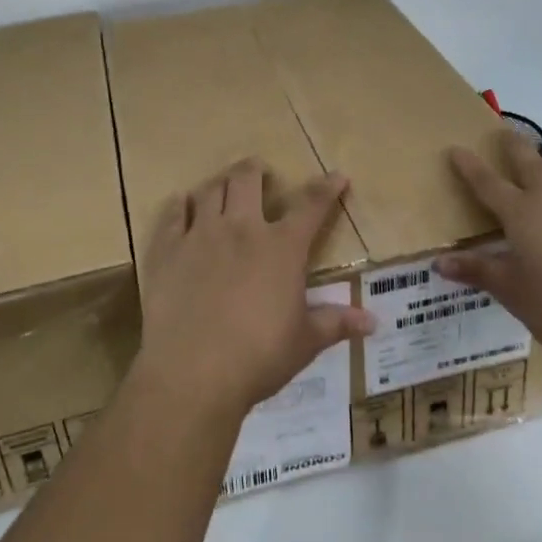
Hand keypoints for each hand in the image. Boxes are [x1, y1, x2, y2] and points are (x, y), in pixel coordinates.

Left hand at [136, 158, 376, 420]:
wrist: (193, 372)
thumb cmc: (258, 357)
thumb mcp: (304, 342)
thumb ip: (336, 324)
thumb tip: (372, 321)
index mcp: (281, 247)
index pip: (310, 206)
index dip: (326, 188)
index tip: (337, 175)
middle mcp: (241, 228)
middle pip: (247, 180)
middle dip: (255, 170)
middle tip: (258, 171)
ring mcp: (201, 234)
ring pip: (209, 190)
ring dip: (219, 182)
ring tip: (223, 185)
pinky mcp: (168, 249)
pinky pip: (173, 214)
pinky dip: (179, 205)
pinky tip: (181, 204)